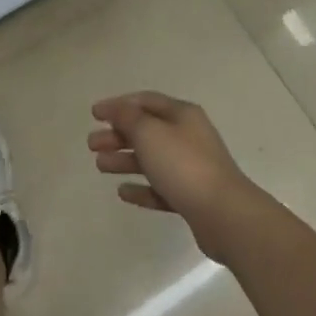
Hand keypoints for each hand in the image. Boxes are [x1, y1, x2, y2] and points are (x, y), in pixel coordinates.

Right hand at [88, 93, 265, 259]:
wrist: (224, 214)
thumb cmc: (183, 165)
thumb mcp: (149, 133)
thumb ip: (128, 118)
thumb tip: (117, 109)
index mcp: (182, 115)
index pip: (145, 101)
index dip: (118, 105)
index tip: (94, 114)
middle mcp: (188, 137)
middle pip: (147, 131)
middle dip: (117, 135)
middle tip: (91, 144)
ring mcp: (191, 168)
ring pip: (151, 159)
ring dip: (124, 160)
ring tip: (100, 166)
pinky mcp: (191, 196)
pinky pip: (160, 188)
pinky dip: (141, 188)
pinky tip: (122, 192)